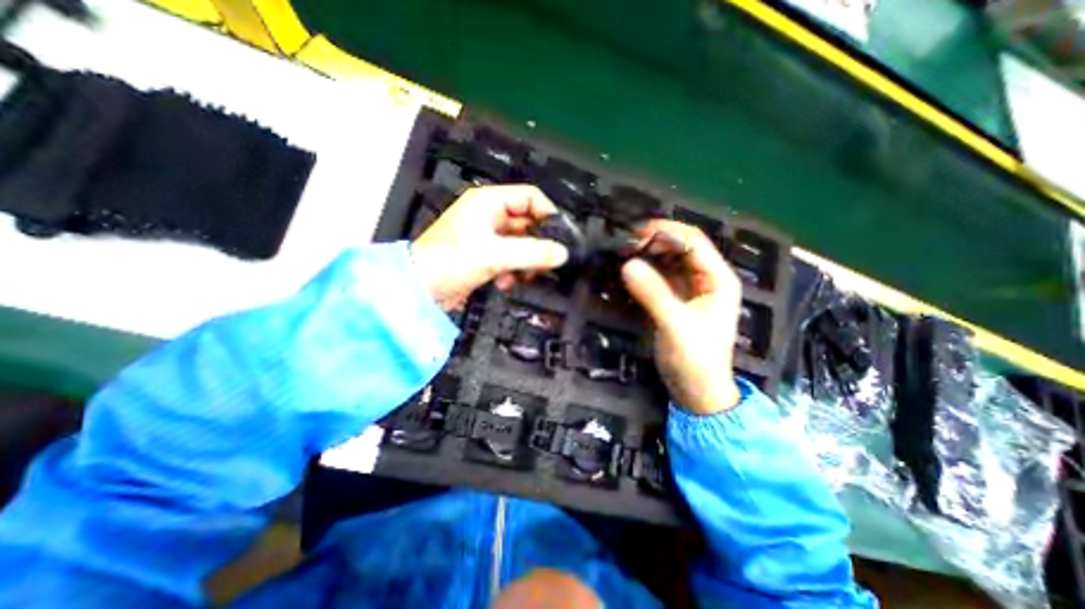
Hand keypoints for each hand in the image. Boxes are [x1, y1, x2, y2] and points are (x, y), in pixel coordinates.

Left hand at [411, 184, 570, 307]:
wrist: (420, 289)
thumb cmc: (447, 261)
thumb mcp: (495, 254)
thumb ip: (532, 252)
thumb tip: (561, 253)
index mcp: (488, 202)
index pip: (530, 197)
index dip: (548, 214)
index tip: (561, 235)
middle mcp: (488, 215)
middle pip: (527, 223)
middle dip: (538, 243)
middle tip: (548, 260)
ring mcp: (486, 236)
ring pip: (520, 243)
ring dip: (526, 260)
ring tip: (526, 274)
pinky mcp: (484, 255)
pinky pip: (510, 258)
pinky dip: (513, 270)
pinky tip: (507, 281)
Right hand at [619, 221, 746, 415]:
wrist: (697, 391)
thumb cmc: (696, 359)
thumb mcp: (675, 325)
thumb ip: (653, 294)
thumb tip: (627, 264)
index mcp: (717, 278)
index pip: (693, 241)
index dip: (665, 232)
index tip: (634, 234)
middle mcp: (705, 278)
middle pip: (679, 248)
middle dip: (653, 242)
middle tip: (623, 246)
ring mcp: (689, 289)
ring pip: (667, 261)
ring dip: (646, 255)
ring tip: (622, 255)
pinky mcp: (674, 299)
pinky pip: (659, 277)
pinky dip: (644, 271)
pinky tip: (628, 271)